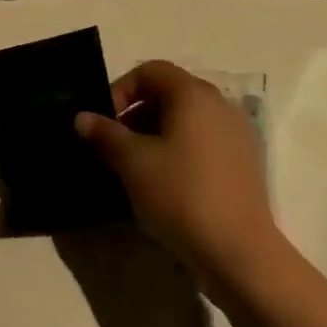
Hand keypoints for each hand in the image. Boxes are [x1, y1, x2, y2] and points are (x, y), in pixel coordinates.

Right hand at [74, 61, 276, 278]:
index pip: (149, 71)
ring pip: (186, 119)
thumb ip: (105, 134)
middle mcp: (219, 104)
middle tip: (116, 145)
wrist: (241, 255)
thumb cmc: (182, 196)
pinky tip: (167, 183)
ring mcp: (236, 133)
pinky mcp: (245, 162)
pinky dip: (180, 150)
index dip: (121, 90)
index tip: (104, 122)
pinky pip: (204, 141)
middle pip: (169, 93)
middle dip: (136, 113)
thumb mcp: (133, 163)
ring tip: (137, 167)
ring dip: (156, 133)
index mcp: (193, 94)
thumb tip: (82, 117)